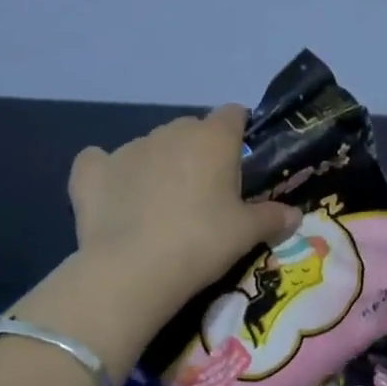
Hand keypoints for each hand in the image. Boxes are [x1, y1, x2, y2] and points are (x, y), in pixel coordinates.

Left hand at [69, 105, 300, 310]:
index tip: (241, 160)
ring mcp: (126, 148)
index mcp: (212, 138)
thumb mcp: (247, 234)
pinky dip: (108, 174)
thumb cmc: (202, 243)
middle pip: (190, 130)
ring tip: (159, 207)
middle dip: (198, 152)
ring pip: (150, 146)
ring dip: (158, 165)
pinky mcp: (91, 171)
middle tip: (205, 194)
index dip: (239, 132)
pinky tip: (112, 196)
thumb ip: (273, 218)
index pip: (233, 114)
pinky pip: (100, 161)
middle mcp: (170, 133)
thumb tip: (295, 215)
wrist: (133, 270)